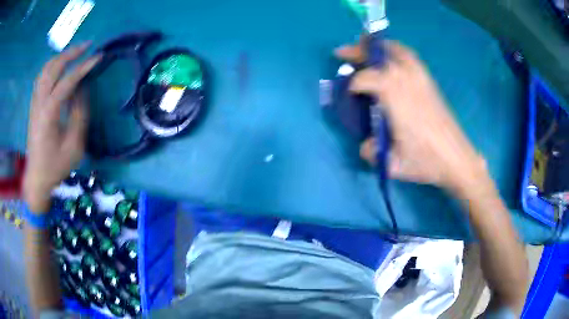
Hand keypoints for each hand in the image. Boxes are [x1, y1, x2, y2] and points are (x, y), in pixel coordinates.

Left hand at [23, 44, 100, 211]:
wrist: (37, 178)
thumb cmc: (56, 166)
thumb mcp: (74, 146)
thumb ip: (79, 115)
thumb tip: (83, 90)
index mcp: (49, 114)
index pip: (67, 82)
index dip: (83, 67)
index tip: (99, 57)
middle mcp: (39, 103)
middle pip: (53, 68)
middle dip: (71, 53)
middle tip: (87, 46)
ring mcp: (35, 103)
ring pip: (45, 69)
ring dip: (60, 57)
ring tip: (75, 53)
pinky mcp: (34, 105)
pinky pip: (41, 77)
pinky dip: (52, 66)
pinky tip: (59, 66)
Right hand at [335, 39, 485, 191]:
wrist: (457, 159)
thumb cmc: (427, 162)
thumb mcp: (394, 165)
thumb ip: (372, 153)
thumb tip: (365, 144)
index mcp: (396, 99)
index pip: (367, 79)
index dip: (353, 84)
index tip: (350, 95)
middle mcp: (407, 81)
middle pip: (379, 56)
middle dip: (358, 51)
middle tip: (342, 53)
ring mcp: (421, 78)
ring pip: (397, 51)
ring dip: (378, 47)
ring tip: (365, 47)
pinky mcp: (429, 81)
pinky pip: (410, 57)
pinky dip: (396, 51)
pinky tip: (391, 59)